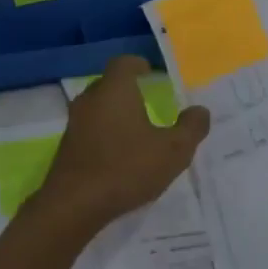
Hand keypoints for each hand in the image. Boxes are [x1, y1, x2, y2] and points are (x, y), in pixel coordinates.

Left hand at [32, 56, 210, 231]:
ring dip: (114, 112)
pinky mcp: (67, 147)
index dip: (138, 64)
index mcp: (115, 89)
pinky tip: (117, 153)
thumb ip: (191, 128)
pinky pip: (89, 129)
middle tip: (148, 100)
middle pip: (109, 83)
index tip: (150, 73)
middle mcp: (91, 99)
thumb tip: (200, 110)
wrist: (73, 205)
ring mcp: (74, 123)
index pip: (124, 63)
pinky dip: (104, 133)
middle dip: (127, 88)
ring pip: (97, 107)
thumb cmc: (126, 168)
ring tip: (135, 128)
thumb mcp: (173, 151)